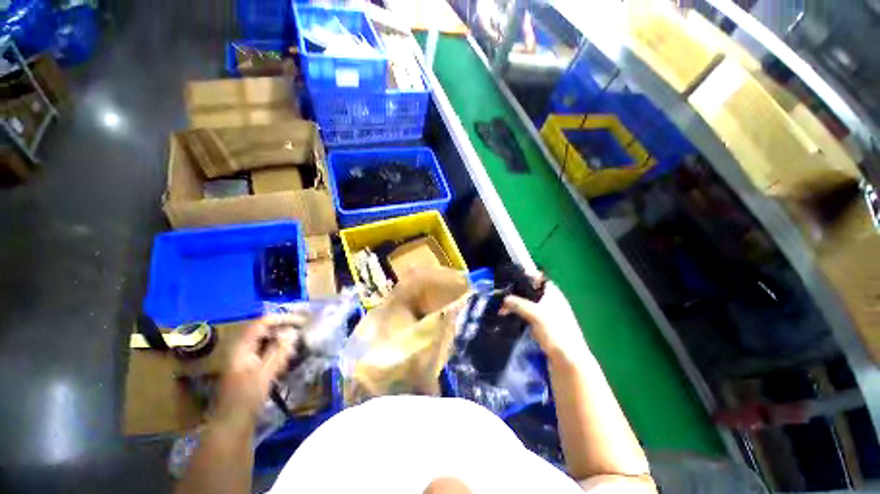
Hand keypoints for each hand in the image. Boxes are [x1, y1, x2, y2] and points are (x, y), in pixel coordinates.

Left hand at [211, 315, 301, 429]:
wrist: (231, 424)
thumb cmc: (246, 398)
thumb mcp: (265, 374)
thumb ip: (279, 351)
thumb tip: (292, 332)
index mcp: (241, 348)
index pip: (261, 324)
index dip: (280, 319)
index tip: (299, 321)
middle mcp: (242, 350)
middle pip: (263, 331)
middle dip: (282, 330)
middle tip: (300, 332)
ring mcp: (245, 359)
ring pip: (265, 342)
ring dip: (281, 342)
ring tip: (294, 347)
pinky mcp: (250, 368)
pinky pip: (265, 352)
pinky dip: (277, 352)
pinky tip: (284, 361)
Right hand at [501, 279, 590, 365]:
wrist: (568, 362)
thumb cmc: (556, 333)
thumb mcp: (536, 314)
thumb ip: (519, 304)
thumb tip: (504, 299)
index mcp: (553, 294)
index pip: (537, 279)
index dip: (524, 278)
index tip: (508, 281)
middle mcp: (551, 302)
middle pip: (530, 293)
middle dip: (516, 294)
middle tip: (501, 298)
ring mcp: (547, 316)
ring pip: (528, 306)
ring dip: (516, 307)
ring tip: (501, 309)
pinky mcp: (543, 328)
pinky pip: (528, 317)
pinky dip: (519, 317)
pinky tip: (509, 319)